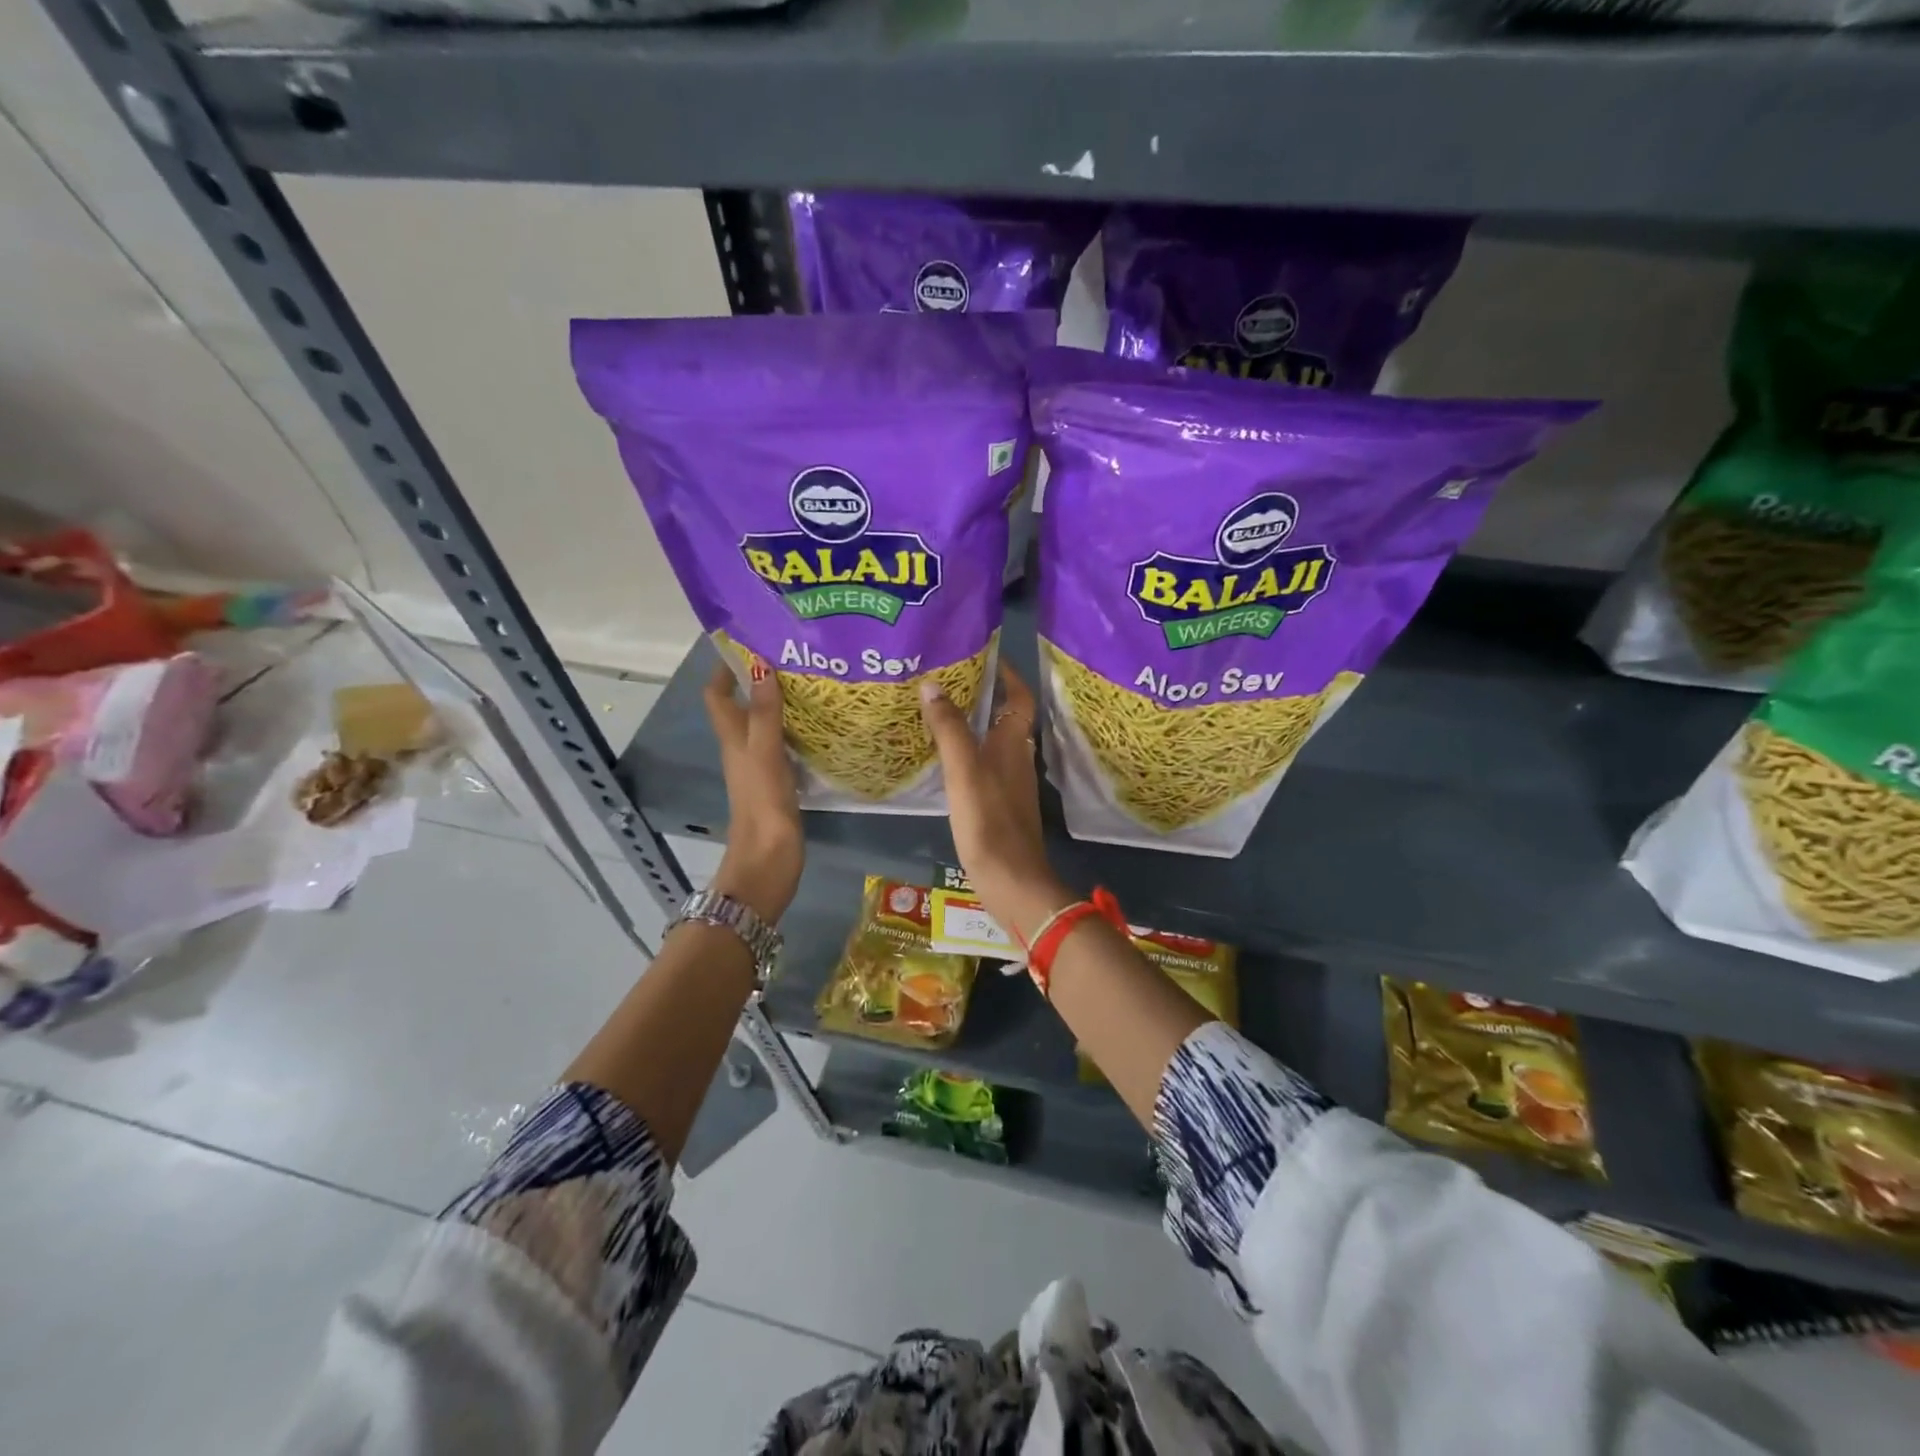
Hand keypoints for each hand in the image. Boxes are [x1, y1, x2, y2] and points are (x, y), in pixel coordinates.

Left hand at [704, 661, 802, 922]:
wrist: (769, 860)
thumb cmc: (763, 804)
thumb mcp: (764, 754)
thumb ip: (766, 714)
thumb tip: (761, 666)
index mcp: (733, 739)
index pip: (717, 694)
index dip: (725, 668)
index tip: (750, 641)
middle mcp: (743, 748)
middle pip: (744, 705)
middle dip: (761, 679)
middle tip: (793, 657)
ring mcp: (762, 766)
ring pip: (767, 724)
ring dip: (781, 704)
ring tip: (812, 682)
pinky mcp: (780, 782)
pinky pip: (786, 745)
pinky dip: (797, 730)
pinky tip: (821, 724)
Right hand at [920, 663, 1072, 941]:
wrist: (1011, 881)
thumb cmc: (989, 820)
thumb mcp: (964, 770)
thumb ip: (949, 728)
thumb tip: (933, 684)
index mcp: (1015, 744)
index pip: (1020, 698)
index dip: (1008, 674)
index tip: (985, 655)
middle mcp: (1018, 759)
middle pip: (1007, 718)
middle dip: (985, 696)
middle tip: (950, 680)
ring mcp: (1010, 785)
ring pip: (995, 743)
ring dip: (974, 724)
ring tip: (941, 712)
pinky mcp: (1000, 807)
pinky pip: (984, 767)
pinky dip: (968, 754)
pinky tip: (945, 760)